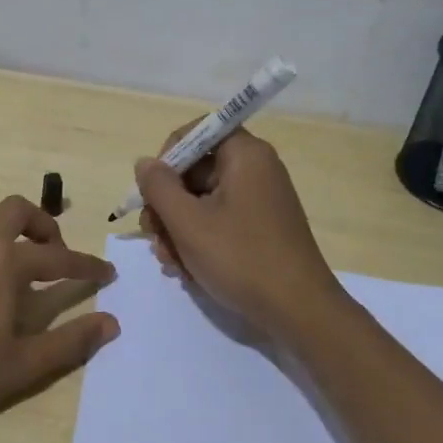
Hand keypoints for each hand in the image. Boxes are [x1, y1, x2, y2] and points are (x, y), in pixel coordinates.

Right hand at [135, 129, 344, 339]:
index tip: (152, 191)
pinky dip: (199, 241)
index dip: (167, 157)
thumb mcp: (188, 222)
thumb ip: (159, 187)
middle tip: (153, 237)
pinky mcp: (260, 228)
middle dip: (167, 206)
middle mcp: (255, 170)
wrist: (297, 310)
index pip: (197, 132)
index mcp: (244, 154)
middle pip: (195, 171)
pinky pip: (219, 221)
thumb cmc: (240, 258)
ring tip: (170, 263)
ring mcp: (259, 200)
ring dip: (177, 230)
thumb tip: (145, 163)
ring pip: (202, 202)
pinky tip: (187, 270)